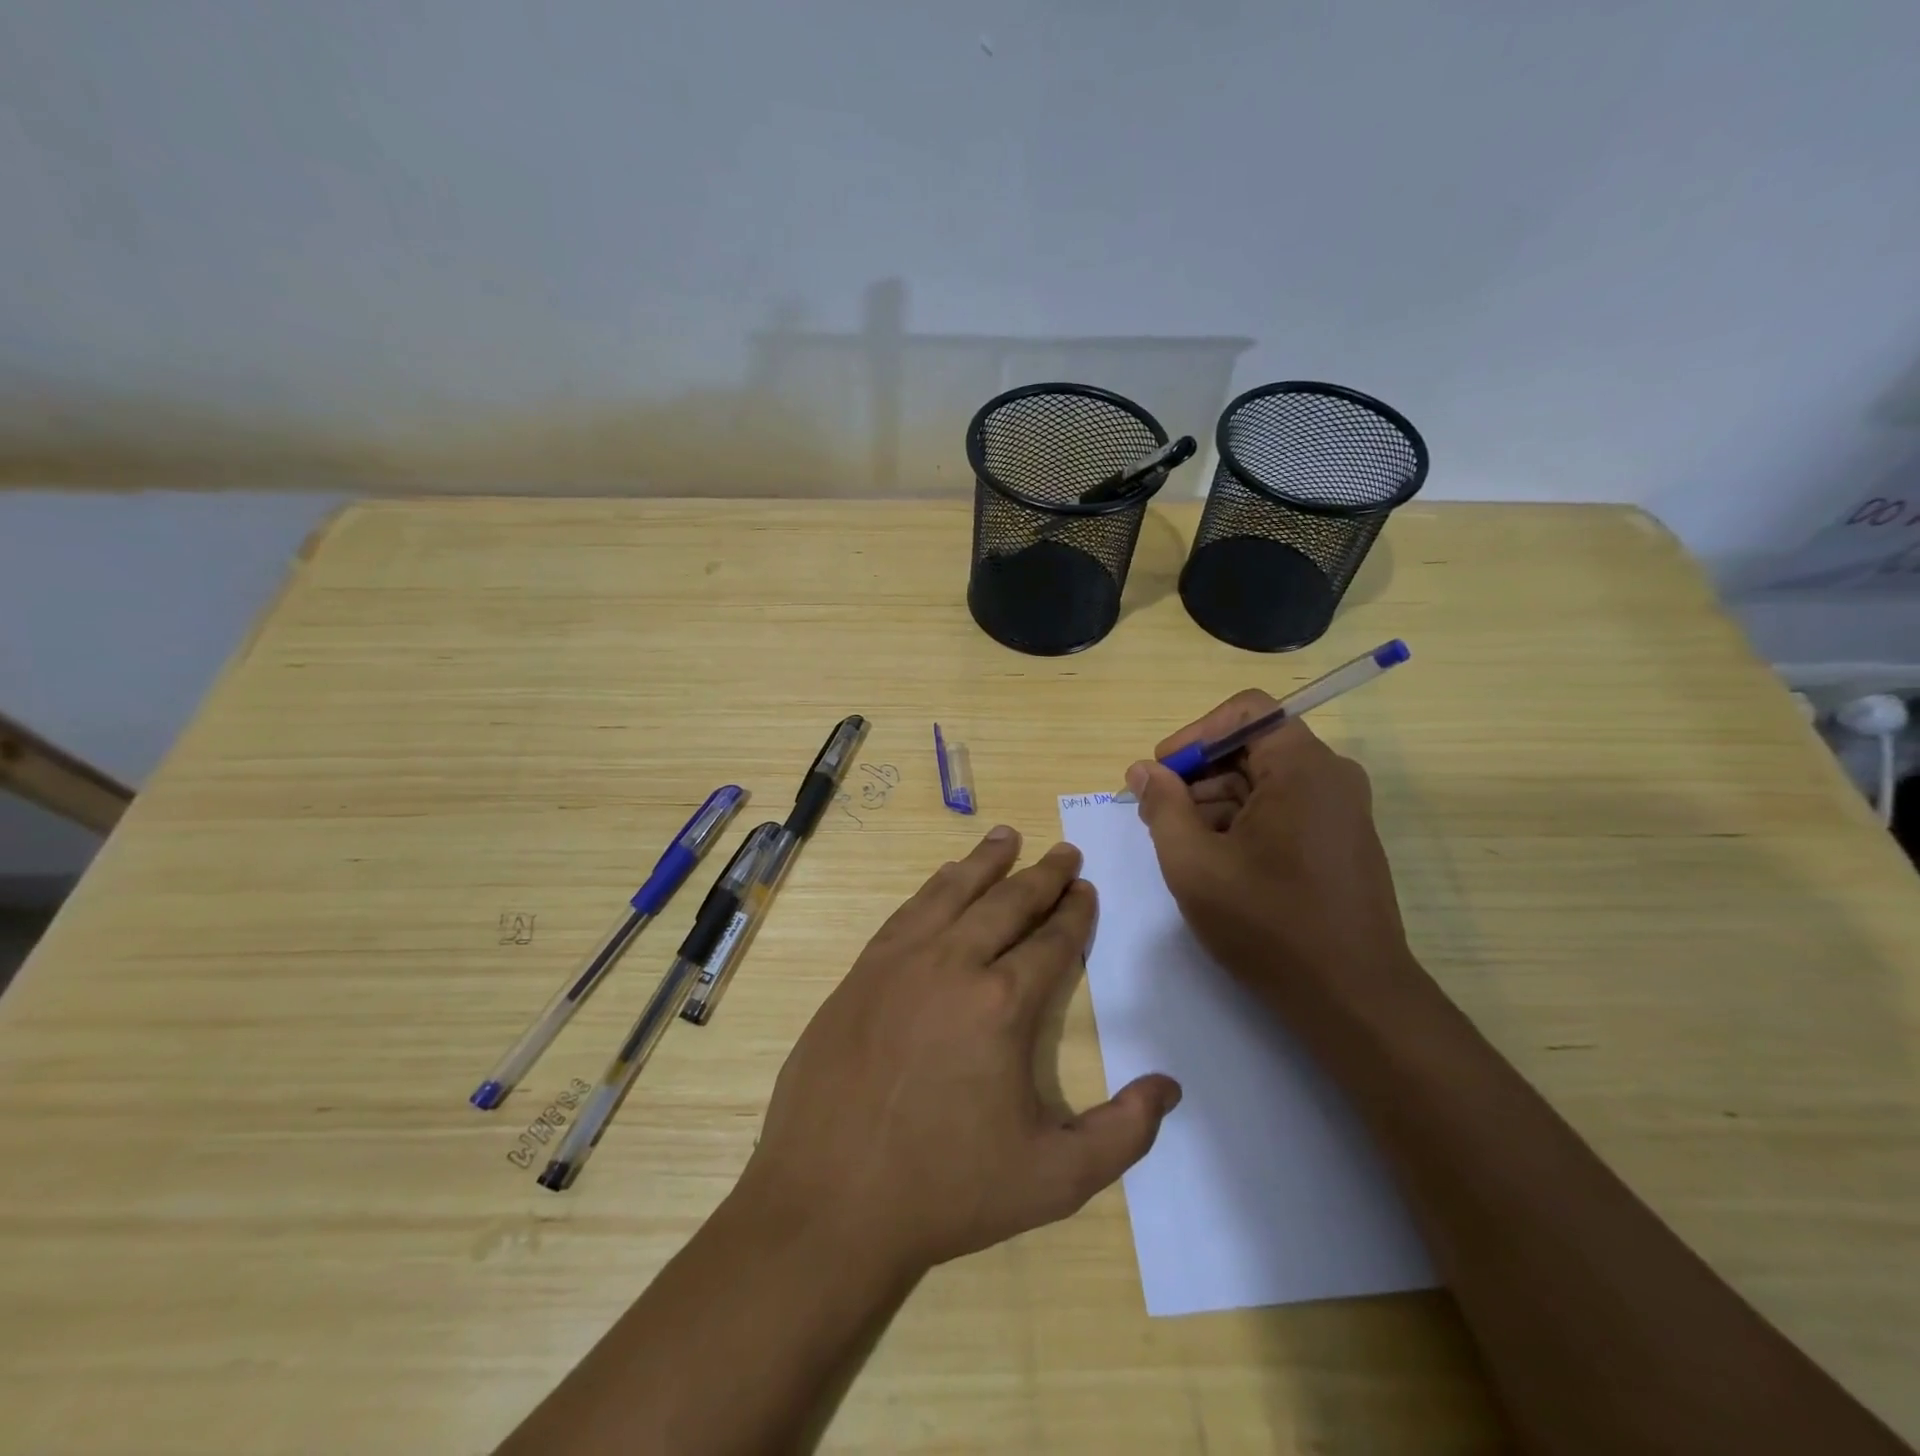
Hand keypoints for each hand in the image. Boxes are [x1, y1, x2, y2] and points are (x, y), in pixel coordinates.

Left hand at [736, 827, 1181, 1279]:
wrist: (828, 1199)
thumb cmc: (945, 1190)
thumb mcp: (1053, 1179)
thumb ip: (1122, 1134)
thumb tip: (1169, 1087)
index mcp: (1003, 1004)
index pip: (1051, 941)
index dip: (1075, 913)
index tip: (1086, 889)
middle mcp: (954, 964)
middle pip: (1008, 902)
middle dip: (1043, 874)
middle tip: (1064, 851)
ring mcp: (901, 961)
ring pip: (954, 892)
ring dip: (986, 861)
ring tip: (1007, 835)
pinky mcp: (862, 971)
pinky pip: (909, 911)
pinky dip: (935, 886)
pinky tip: (945, 877)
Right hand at [1124, 694, 1420, 1019]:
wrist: (1352, 998)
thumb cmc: (1268, 924)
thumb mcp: (1194, 864)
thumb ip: (1162, 807)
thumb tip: (1143, 771)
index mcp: (1302, 767)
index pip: (1246, 711)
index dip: (1195, 734)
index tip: (1162, 773)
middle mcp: (1330, 776)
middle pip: (1252, 746)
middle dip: (1198, 774)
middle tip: (1159, 815)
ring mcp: (1341, 810)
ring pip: (1265, 780)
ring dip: (1216, 801)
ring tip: (1182, 845)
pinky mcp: (1341, 840)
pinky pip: (1284, 808)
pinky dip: (1244, 822)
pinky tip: (1217, 862)